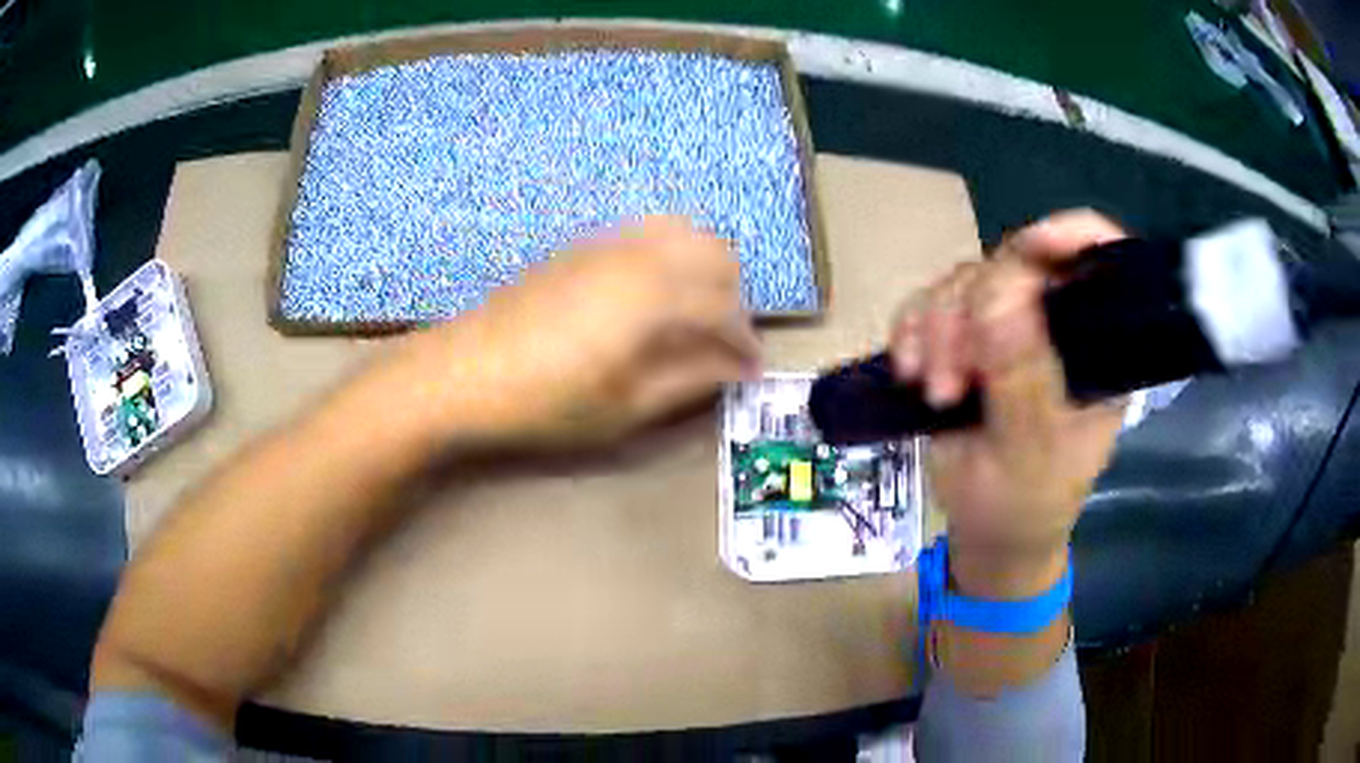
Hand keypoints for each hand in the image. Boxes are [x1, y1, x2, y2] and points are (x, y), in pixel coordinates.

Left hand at [420, 216, 759, 450]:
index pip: (727, 309)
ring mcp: (610, 242)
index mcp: (657, 294)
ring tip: (693, 315)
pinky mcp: (584, 244)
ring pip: (685, 232)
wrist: (467, 372)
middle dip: (734, 297)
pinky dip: (671, 254)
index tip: (752, 371)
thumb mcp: (627, 407)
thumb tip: (736, 369)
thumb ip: (691, 381)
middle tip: (723, 343)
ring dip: (704, 269)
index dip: (746, 343)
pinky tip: (652, 294)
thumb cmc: (548, 401)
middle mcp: (641, 253)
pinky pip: (648, 232)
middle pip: (718, 254)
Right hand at [892, 210, 1126, 596]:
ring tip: (933, 393)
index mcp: (1097, 345)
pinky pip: (927, 304)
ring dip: (937, 330)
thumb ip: (1022, 379)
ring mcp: (1007, 327)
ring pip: (964, 281)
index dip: (1072, 236)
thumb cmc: (1026, 504)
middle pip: (1015, 264)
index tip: (1034, 246)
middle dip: (973, 312)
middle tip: (951, 382)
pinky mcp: (962, 338)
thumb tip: (997, 297)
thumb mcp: (1031, 453)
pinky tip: (907, 371)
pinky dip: (910, 330)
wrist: (987, 535)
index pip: (1100, 263)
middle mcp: (1055, 323)